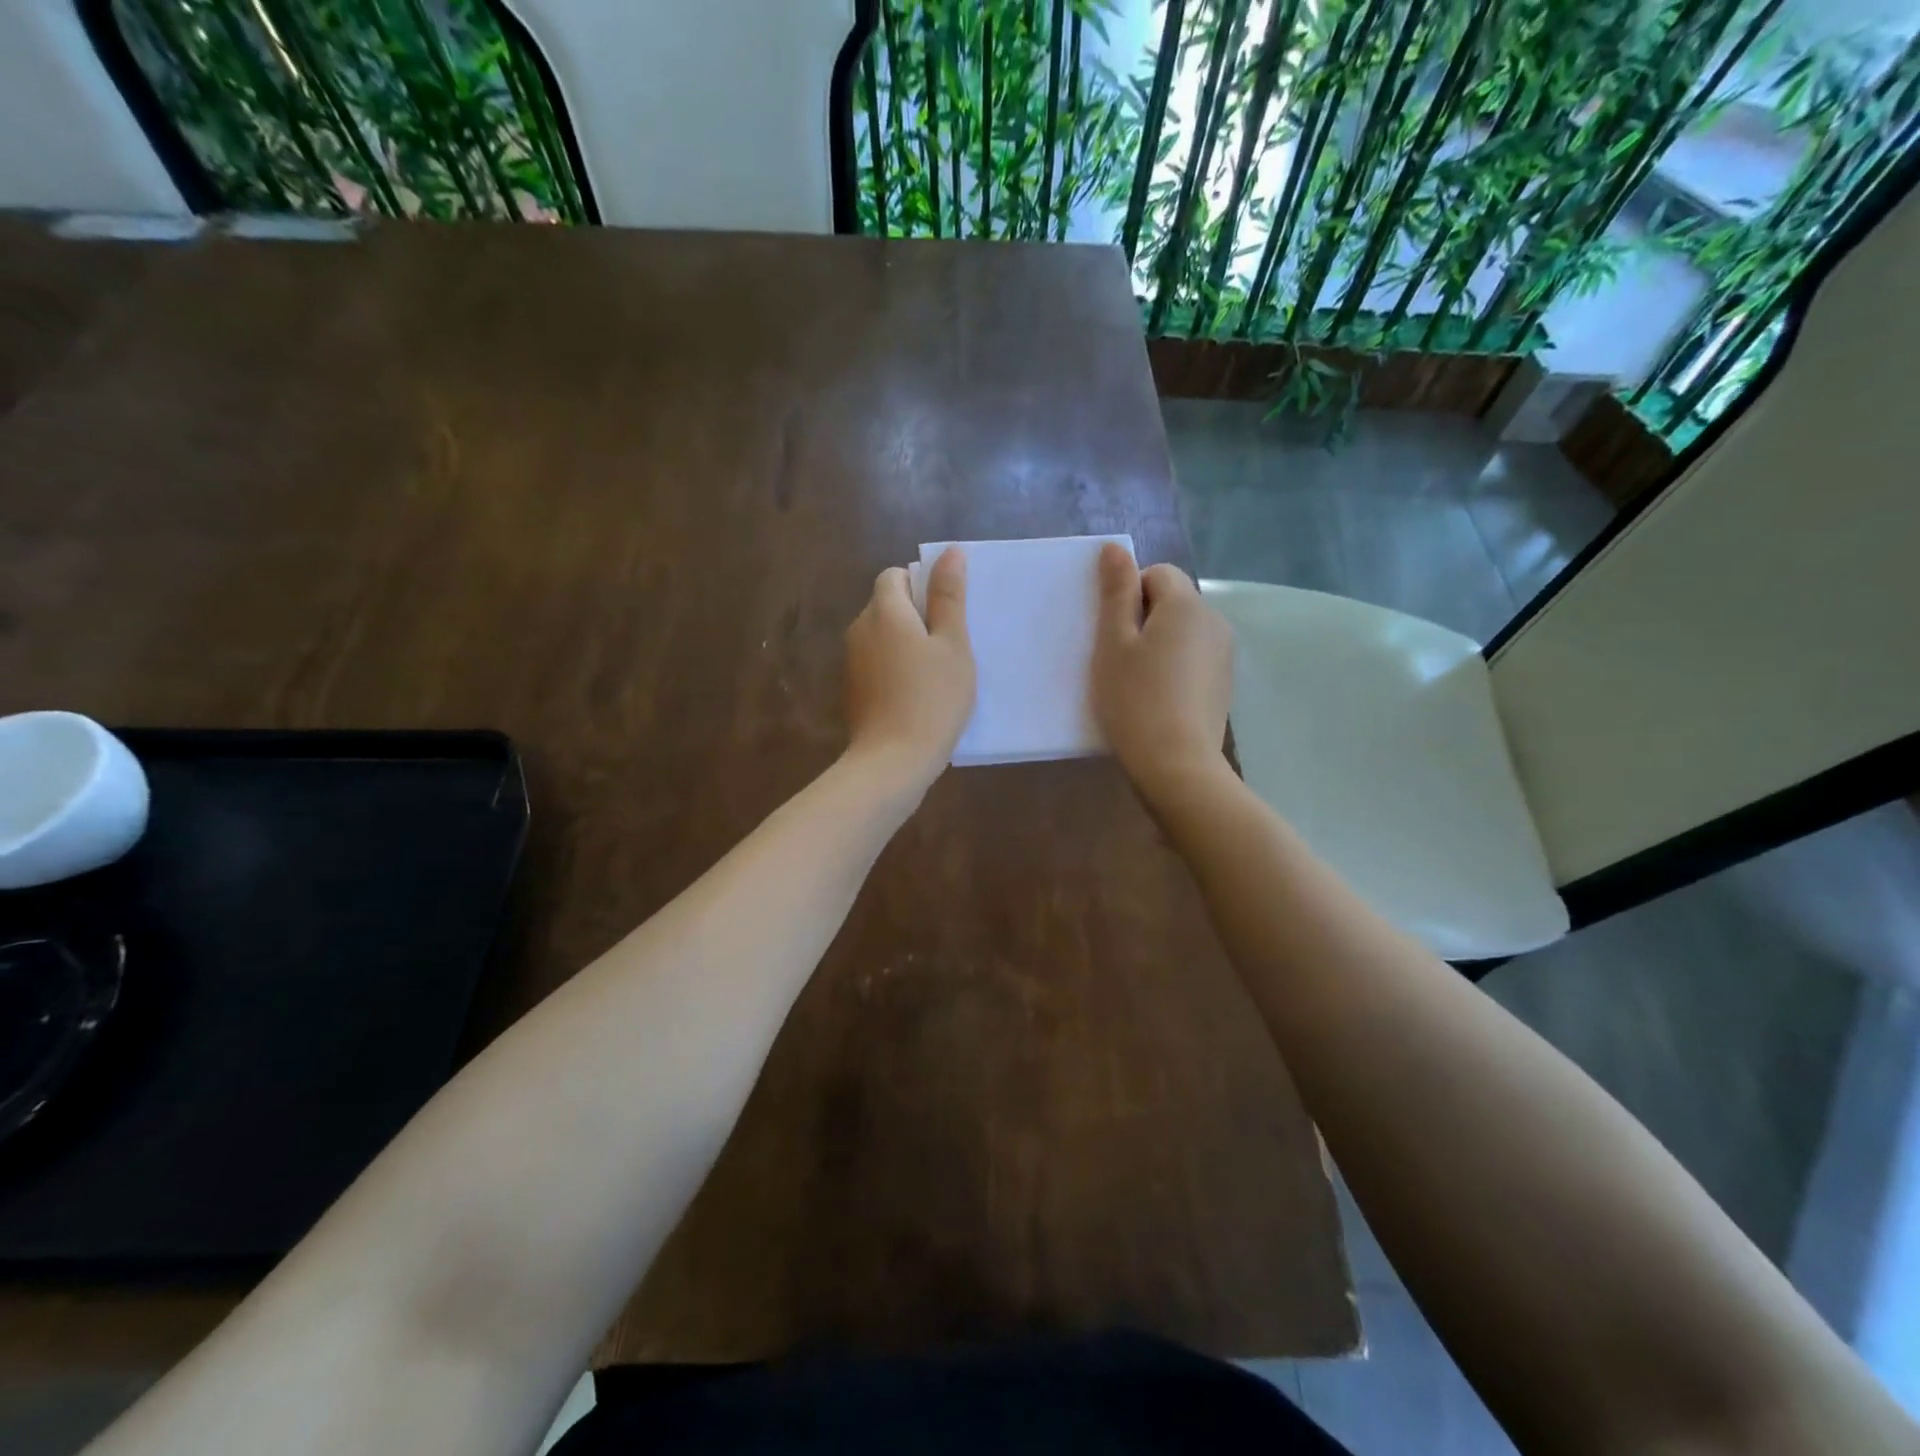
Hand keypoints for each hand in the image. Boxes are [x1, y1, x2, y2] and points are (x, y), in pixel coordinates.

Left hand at [844, 547, 975, 785]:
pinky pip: (876, 663)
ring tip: (936, 674)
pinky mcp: (852, 689)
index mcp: (884, 611)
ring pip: (882, 636)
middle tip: (949, 646)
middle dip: (916, 616)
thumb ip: (949, 597)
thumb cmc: (932, 699)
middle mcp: (859, 629)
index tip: (946, 614)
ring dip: (906, 644)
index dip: (921, 586)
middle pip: (886, 605)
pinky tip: (916, 696)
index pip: (895, 576)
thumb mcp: (953, 645)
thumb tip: (950, 551)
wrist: (892, 761)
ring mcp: (851, 661)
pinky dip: (895, 668)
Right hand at [1091, 543, 1232, 799]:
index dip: (1129, 596)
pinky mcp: (1223, 684)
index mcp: (1187, 605)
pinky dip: (1174, 668)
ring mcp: (1224, 655)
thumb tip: (1116, 548)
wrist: (1176, 764)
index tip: (1113, 633)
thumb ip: (1116, 592)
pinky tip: (1158, 699)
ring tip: (1138, 683)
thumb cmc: (1135, 699)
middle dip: (1144, 620)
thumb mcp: (1113, 643)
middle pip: (1173, 601)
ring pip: (1183, 632)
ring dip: (1159, 645)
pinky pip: (1193, 658)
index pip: (1157, 573)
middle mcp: (1214, 621)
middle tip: (1119, 660)